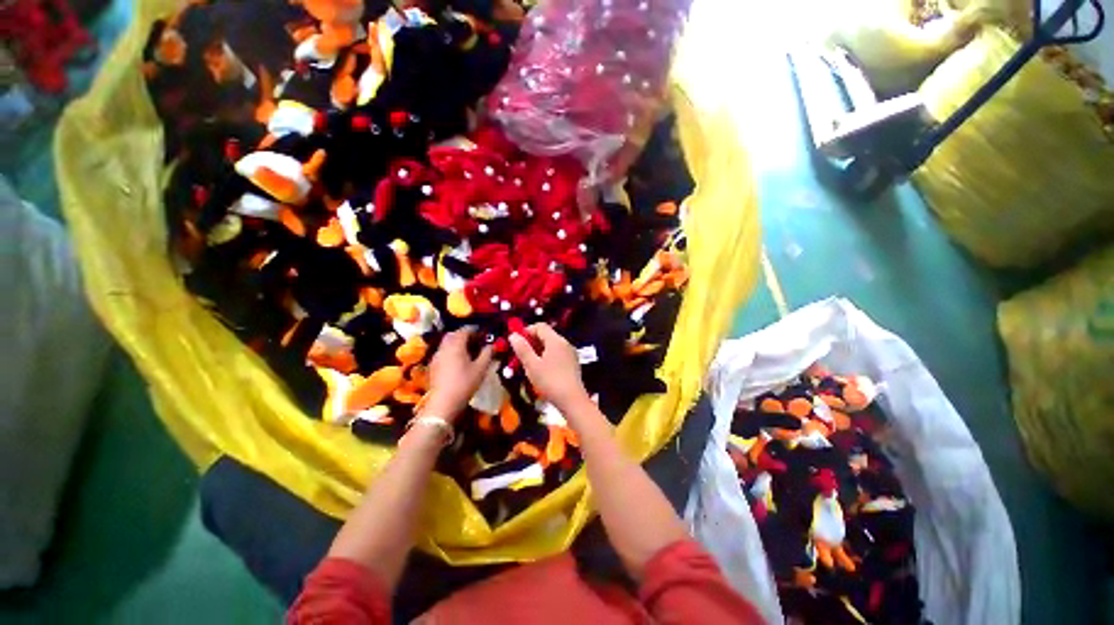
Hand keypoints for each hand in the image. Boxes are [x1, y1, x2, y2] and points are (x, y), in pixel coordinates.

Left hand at [423, 328, 493, 422]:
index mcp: (456, 345)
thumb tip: (491, 345)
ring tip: (468, 350)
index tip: (483, 333)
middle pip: (453, 334)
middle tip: (476, 340)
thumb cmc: (465, 383)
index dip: (475, 329)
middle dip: (464, 334)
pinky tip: (458, 361)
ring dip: (457, 342)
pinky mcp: (433, 366)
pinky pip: (443, 352)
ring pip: (446, 343)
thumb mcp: (481, 368)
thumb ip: (487, 353)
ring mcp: (436, 357)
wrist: (444, 403)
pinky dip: (451, 351)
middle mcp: (444, 347)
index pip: (465, 330)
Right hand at [509, 323, 590, 412]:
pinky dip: (547, 357)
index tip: (516, 342)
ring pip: (551, 345)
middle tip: (520, 354)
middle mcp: (565, 343)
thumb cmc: (550, 381)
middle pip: (546, 335)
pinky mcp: (573, 363)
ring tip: (529, 363)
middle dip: (532, 342)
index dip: (526, 331)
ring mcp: (570, 353)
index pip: (540, 326)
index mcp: (556, 340)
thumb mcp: (532, 365)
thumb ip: (522, 349)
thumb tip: (513, 335)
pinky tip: (541, 370)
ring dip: (538, 350)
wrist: (572, 400)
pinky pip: (557, 354)